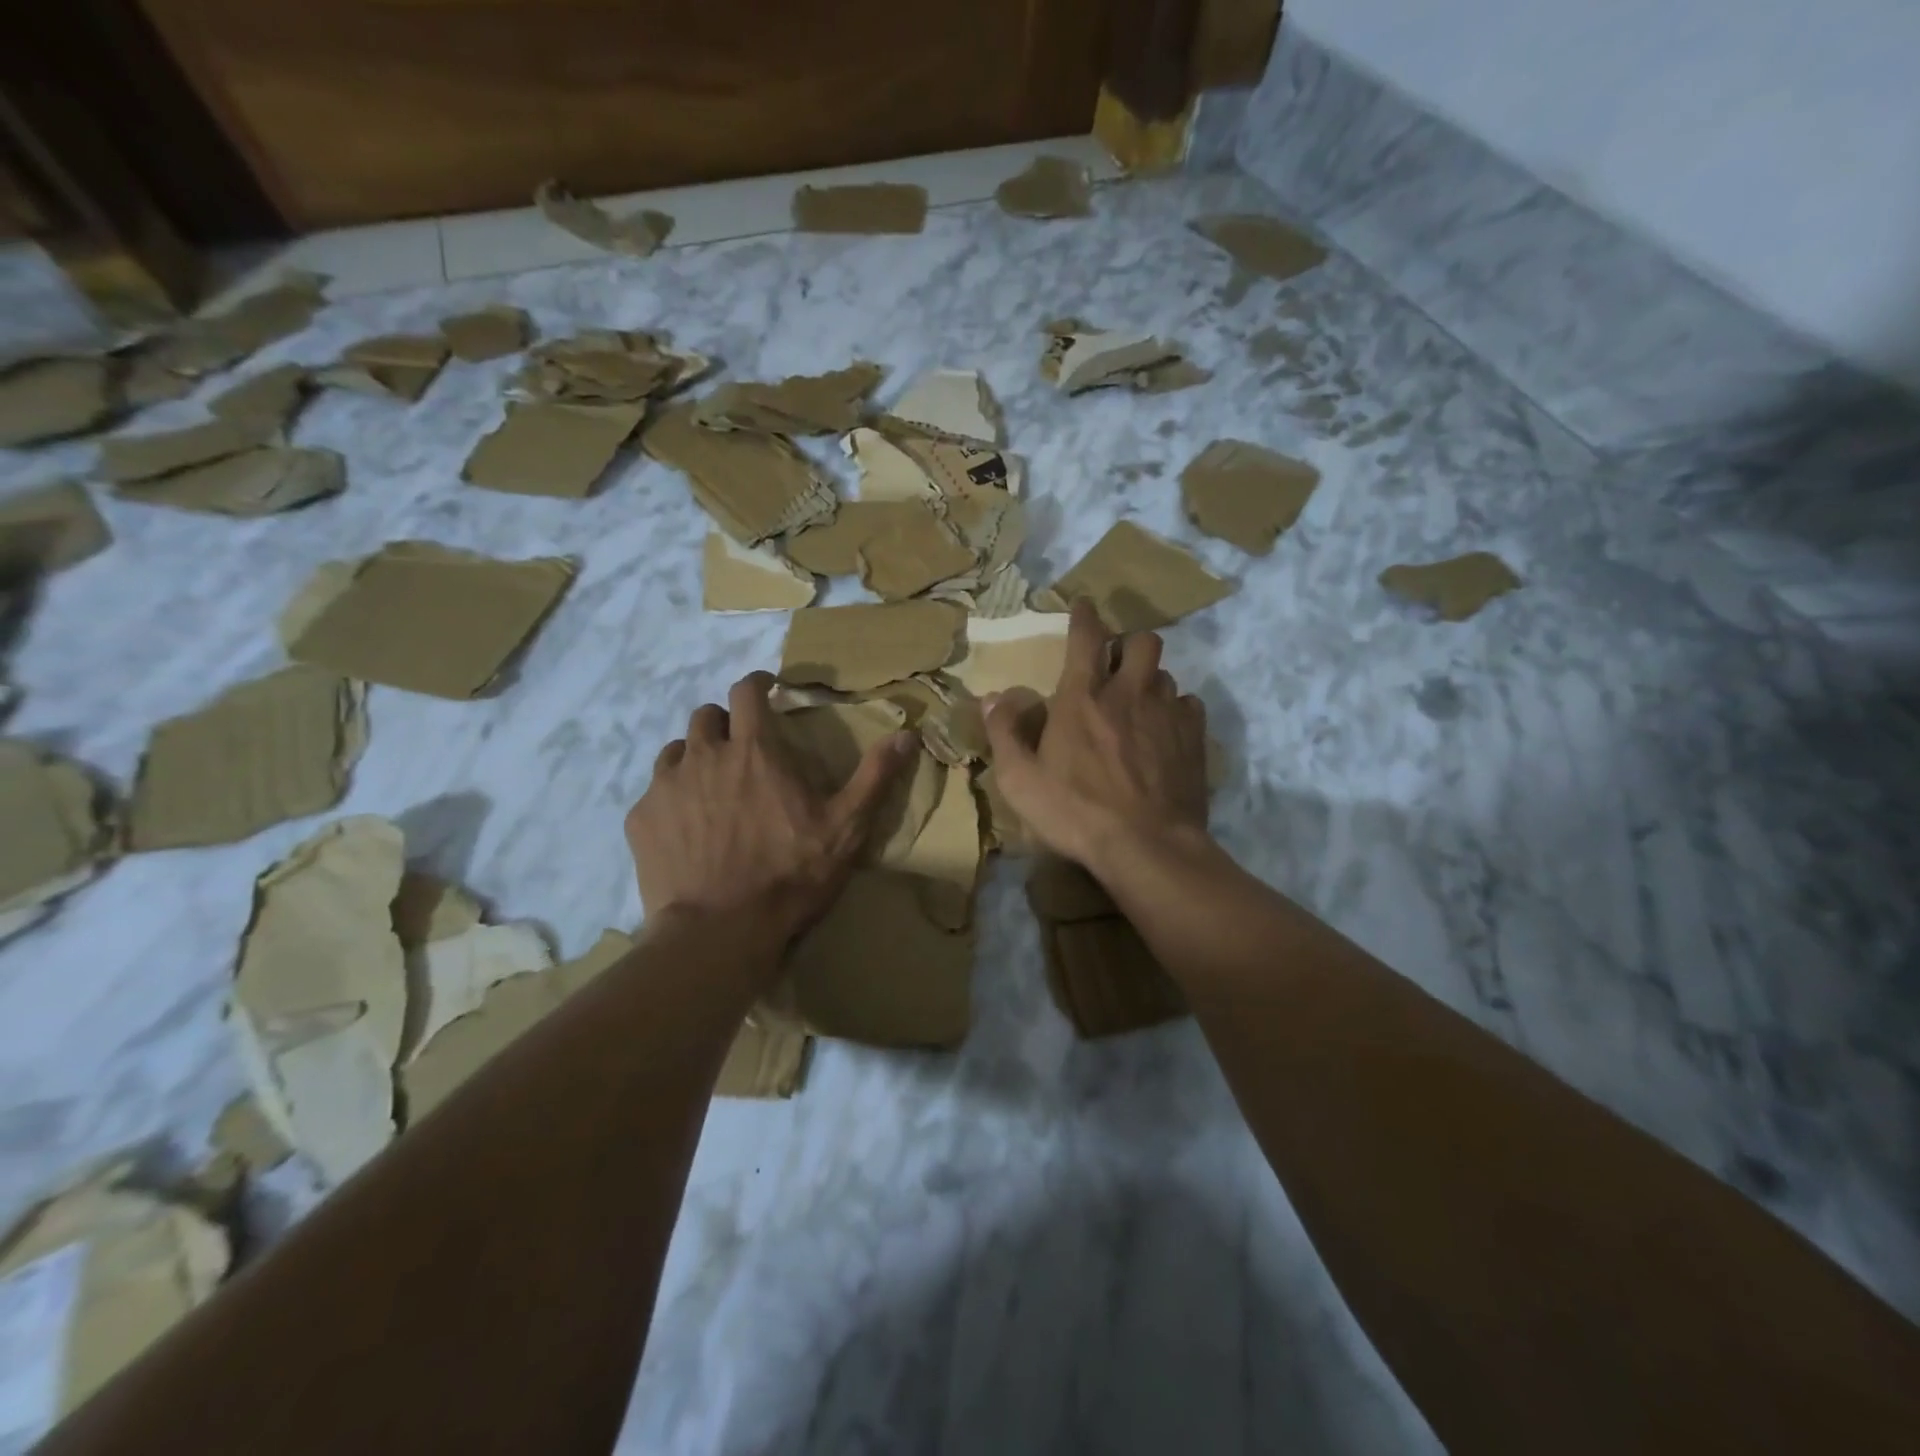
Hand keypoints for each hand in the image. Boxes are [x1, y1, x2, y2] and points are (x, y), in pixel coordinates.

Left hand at [627, 671, 912, 958]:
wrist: (720, 931)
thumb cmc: (790, 874)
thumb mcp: (846, 827)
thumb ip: (874, 776)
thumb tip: (907, 734)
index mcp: (755, 749)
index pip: (746, 691)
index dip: (757, 683)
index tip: (766, 690)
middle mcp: (705, 755)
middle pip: (706, 716)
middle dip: (725, 722)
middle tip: (741, 747)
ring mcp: (667, 786)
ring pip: (676, 750)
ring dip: (695, 756)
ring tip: (711, 784)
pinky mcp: (641, 819)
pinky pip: (654, 791)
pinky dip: (671, 796)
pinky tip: (685, 826)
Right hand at [982, 598, 1210, 875]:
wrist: (1146, 846)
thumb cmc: (1074, 812)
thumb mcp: (1020, 779)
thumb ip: (1005, 733)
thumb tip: (992, 697)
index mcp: (1082, 697)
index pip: (1086, 637)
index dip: (1085, 615)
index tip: (1085, 605)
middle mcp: (1129, 693)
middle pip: (1142, 642)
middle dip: (1129, 644)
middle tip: (1116, 666)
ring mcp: (1167, 713)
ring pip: (1166, 674)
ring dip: (1150, 681)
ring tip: (1139, 704)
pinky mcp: (1193, 738)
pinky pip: (1189, 705)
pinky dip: (1176, 709)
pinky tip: (1165, 731)